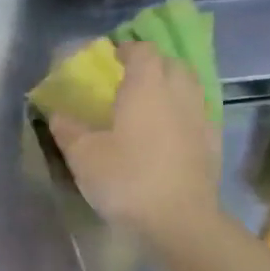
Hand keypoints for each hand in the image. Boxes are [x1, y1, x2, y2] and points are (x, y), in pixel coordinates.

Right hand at [47, 40, 222, 248]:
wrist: (180, 221)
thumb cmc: (126, 179)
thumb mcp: (83, 155)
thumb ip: (68, 129)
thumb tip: (57, 113)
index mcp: (146, 87)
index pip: (143, 51)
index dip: (127, 49)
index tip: (111, 58)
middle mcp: (179, 95)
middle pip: (172, 64)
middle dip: (152, 65)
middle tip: (129, 80)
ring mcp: (201, 119)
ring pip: (189, 88)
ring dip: (170, 88)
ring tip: (149, 105)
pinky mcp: (211, 144)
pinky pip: (197, 114)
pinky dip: (182, 113)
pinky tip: (167, 133)